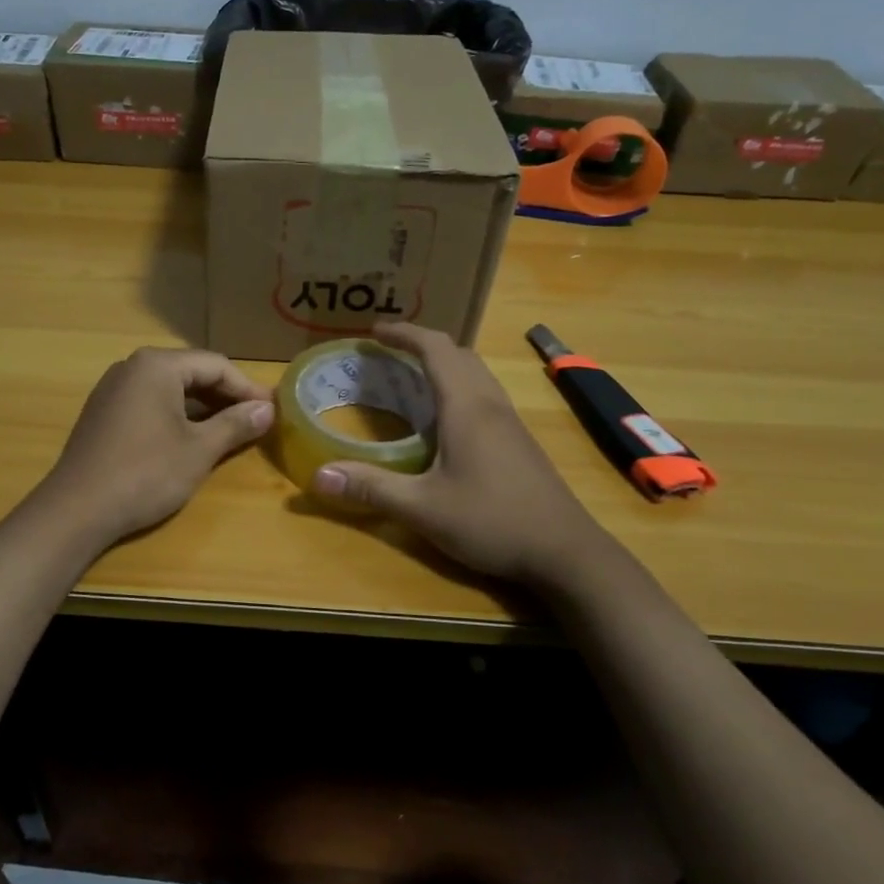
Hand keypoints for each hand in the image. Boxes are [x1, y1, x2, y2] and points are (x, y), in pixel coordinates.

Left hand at [40, 347, 273, 546]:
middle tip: (256, 419)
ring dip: (202, 406)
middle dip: (226, 395)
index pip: (216, 365)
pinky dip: (176, 415)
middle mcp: (132, 366)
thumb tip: (267, 409)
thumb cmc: (145, 473)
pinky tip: (190, 437)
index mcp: (157, 365)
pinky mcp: (103, 412)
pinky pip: (149, 402)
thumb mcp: (199, 450)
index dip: (248, 387)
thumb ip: (236, 424)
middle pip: (192, 372)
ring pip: (170, 388)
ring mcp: (113, 389)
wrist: (76, 509)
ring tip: (230, 429)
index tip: (273, 409)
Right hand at [310, 322, 602, 581]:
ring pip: (475, 372)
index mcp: (466, 407)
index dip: (404, 333)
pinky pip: (484, 393)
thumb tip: (318, 476)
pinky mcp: (519, 441)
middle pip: (458, 353)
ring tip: (410, 376)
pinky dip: (458, 385)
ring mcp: (510, 422)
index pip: (435, 348)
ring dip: (443, 363)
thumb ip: (371, 488)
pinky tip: (444, 418)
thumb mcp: (423, 508)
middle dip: (421, 343)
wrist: (566, 552)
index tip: (373, 331)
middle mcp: (490, 404)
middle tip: (386, 352)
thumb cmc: (493, 522)